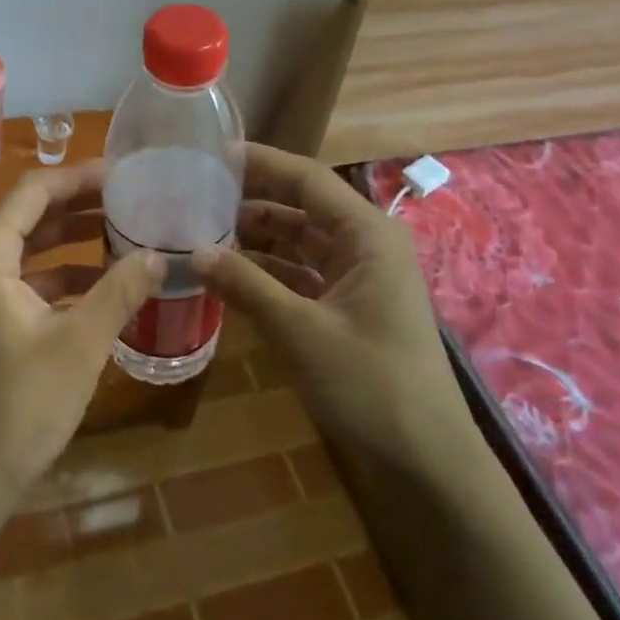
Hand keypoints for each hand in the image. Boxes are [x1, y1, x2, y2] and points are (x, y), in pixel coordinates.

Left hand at [0, 162, 165, 512]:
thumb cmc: (19, 405)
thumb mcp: (80, 344)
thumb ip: (120, 292)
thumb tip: (159, 256)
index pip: (34, 192)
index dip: (79, 178)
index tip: (122, 174)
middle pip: (30, 217)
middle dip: (80, 207)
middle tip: (131, 199)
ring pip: (29, 252)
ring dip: (73, 244)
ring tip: (125, 236)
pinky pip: (24, 284)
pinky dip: (60, 279)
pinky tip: (101, 288)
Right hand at [195, 144, 464, 465]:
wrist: (427, 465)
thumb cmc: (370, 385)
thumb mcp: (300, 332)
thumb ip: (246, 286)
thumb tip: (192, 252)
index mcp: (367, 234)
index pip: (306, 178)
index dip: (260, 162)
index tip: (213, 154)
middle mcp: (366, 245)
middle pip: (302, 206)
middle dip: (252, 199)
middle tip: (198, 193)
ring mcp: (360, 278)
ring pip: (300, 242)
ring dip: (257, 238)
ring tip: (204, 231)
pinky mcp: (350, 308)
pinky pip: (303, 275)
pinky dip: (269, 272)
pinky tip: (230, 276)